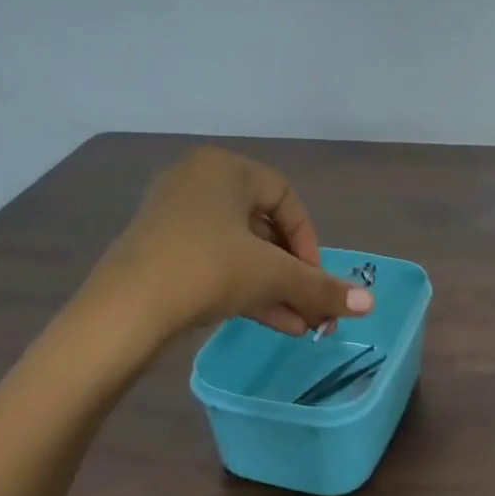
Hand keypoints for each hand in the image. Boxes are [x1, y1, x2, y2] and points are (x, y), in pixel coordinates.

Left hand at [87, 147, 373, 339]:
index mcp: (224, 168)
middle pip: (264, 229)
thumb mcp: (271, 275)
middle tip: (314, 307)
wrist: (123, 312)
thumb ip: (321, 287)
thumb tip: (371, 305)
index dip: (309, 242)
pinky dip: (245, 290)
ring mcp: (174, 218)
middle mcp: (197, 183)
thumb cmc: (206, 270)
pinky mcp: (159, 251)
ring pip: (240, 252)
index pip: (286, 198)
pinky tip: (275, 324)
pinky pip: (214, 264)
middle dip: (294, 274)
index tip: (316, 278)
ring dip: (275, 289)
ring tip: (303, 327)